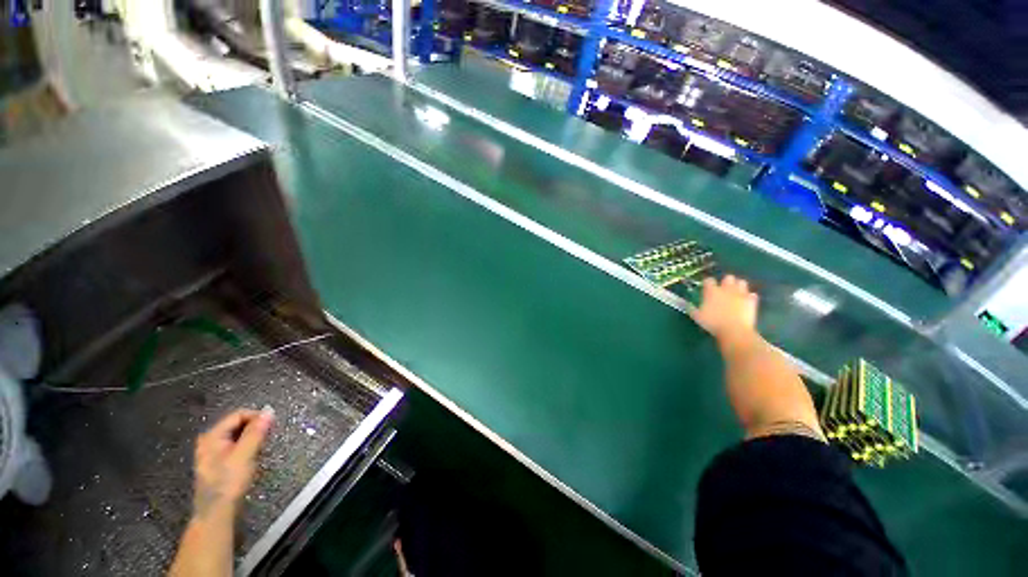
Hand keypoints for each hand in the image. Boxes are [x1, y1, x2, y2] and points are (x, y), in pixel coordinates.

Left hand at [192, 408, 274, 517]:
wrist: (216, 511)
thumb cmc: (229, 481)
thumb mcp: (245, 454)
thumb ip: (256, 431)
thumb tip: (269, 410)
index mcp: (212, 435)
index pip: (239, 415)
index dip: (257, 417)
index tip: (272, 426)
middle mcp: (209, 440)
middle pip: (238, 424)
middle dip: (255, 429)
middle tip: (267, 439)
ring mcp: (212, 452)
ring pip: (238, 436)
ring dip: (252, 440)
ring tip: (260, 450)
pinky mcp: (218, 462)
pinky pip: (236, 446)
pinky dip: (247, 448)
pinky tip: (251, 459)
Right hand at [692, 275, 758, 345]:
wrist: (734, 331)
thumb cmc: (713, 323)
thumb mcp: (697, 317)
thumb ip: (692, 309)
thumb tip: (687, 305)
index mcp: (712, 291)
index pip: (709, 280)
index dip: (708, 283)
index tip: (706, 288)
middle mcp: (726, 289)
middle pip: (728, 278)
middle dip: (726, 282)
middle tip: (723, 290)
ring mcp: (741, 294)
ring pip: (742, 282)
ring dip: (739, 286)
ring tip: (735, 293)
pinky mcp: (752, 301)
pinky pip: (752, 295)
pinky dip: (749, 297)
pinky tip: (746, 302)